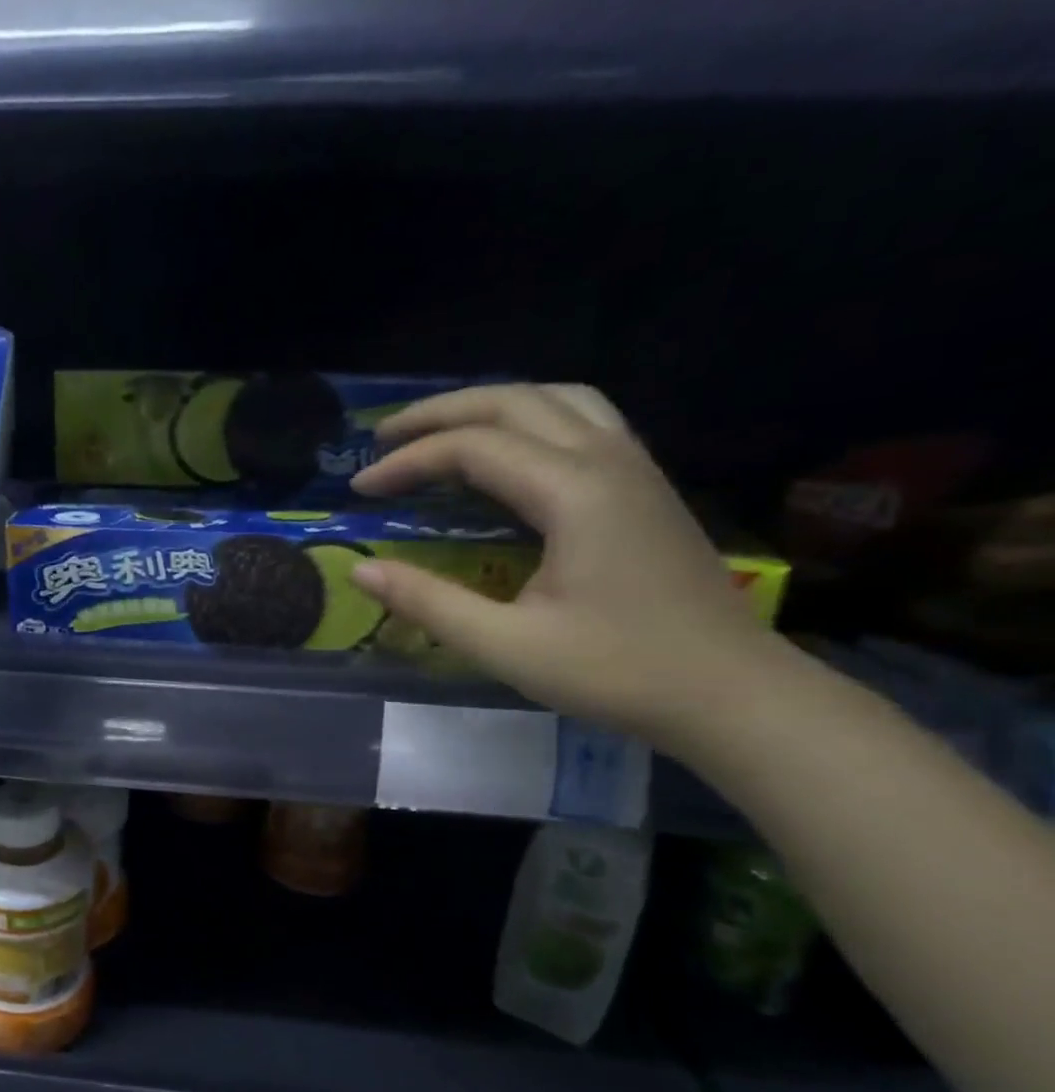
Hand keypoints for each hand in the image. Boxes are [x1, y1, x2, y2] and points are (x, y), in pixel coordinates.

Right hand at [350, 383, 786, 749]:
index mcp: (575, 492)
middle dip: (439, 413)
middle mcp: (608, 459)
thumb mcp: (507, 646)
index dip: (408, 462)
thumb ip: (429, 602)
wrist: (732, 693)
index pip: (474, 448)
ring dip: (489, 405)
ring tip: (440, 432)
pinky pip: (581, 420)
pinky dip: (528, 419)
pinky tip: (508, 452)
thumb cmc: (619, 672)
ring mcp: (635, 467)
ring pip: (556, 398)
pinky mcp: (644, 486)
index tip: (359, 489)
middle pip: (514, 400)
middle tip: (381, 439)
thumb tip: (361, 571)